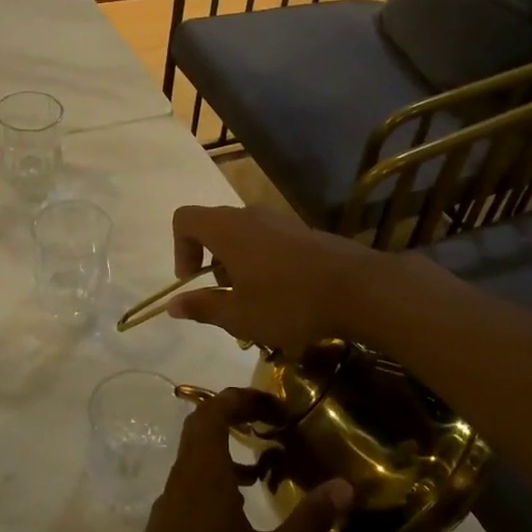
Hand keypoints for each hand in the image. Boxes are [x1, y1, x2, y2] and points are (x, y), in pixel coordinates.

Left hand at [103, 388, 351, 531]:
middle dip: (237, 413)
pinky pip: (194, 475)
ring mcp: (172, 495)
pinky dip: (219, 470)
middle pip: (203, 423)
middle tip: (273, 421)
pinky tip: (244, 502)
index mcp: (204, 472)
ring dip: (228, 443)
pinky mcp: (168, 516)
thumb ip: (307, 522)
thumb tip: (345, 486)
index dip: (243, 397)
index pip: (215, 410)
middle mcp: (184, 474)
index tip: (275, 403)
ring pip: (197, 451)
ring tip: (268, 460)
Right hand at [167, 205, 387, 353]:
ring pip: (244, 237)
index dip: (179, 249)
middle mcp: (251, 216)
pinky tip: (285, 298)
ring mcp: (281, 221)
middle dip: (212, 264)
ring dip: (239, 267)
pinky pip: (270, 242)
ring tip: (256, 305)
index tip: (193, 282)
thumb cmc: (289, 302)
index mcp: (227, 229)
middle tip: (226, 300)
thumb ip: (203, 308)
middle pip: (215, 228)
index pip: (184, 219)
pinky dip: (264, 265)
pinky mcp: (305, 233)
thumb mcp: (239, 315)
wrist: (360, 289)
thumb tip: (172, 306)